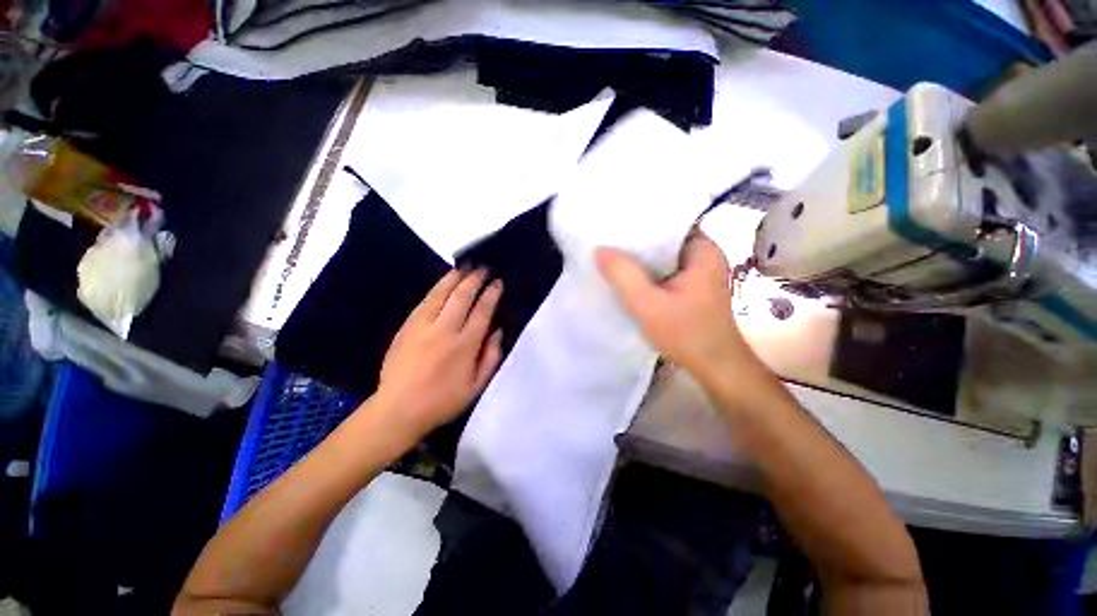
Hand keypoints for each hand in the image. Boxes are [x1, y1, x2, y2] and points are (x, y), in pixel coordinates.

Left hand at [373, 268, 502, 441]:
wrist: (398, 409)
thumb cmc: (443, 401)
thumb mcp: (476, 386)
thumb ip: (491, 357)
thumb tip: (498, 331)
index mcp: (464, 345)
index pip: (482, 311)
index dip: (491, 294)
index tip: (497, 282)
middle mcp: (444, 330)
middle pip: (462, 297)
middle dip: (474, 279)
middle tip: (483, 268)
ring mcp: (422, 326)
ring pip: (440, 294)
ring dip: (454, 278)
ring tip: (464, 267)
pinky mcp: (406, 327)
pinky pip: (424, 302)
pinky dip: (436, 289)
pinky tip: (443, 283)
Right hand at [596, 231, 758, 378]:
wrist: (715, 368)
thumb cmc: (686, 334)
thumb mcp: (647, 304)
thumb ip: (623, 275)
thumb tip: (599, 249)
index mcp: (703, 250)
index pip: (668, 223)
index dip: (640, 222)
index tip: (614, 223)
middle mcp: (704, 256)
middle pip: (664, 240)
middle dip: (636, 242)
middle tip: (606, 238)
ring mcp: (699, 273)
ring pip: (663, 258)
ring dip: (640, 260)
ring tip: (611, 254)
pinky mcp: (692, 288)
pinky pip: (665, 272)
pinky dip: (647, 274)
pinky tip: (627, 276)